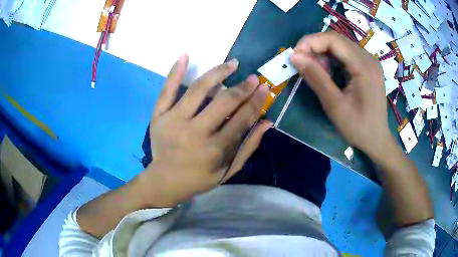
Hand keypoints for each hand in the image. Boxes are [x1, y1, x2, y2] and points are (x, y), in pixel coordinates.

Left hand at [137, 54, 270, 206]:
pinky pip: (167, 90)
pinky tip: (185, 55)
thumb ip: (248, 147)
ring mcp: (173, 121)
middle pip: (223, 102)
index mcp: (214, 150)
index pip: (242, 118)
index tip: (264, 87)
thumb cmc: (199, 179)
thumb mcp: (227, 171)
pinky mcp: (158, 116)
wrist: (164, 181)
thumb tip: (267, 121)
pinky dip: (175, 71)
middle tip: (253, 78)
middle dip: (242, 87)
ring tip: (232, 64)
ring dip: (218, 73)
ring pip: (198, 89)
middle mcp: (195, 132)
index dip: (256, 101)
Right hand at [290, 31, 392, 158]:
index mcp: (364, 66)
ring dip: (323, 54)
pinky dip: (332, 60)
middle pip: (337, 40)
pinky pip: (345, 55)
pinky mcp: (367, 67)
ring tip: (315, 71)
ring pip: (340, 47)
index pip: (333, 40)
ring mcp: (369, 62)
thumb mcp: (335, 105)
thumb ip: (315, 77)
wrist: (377, 140)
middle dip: (315, 47)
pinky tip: (327, 73)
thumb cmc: (358, 127)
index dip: (311, 42)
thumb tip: (293, 56)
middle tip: (302, 63)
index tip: (295, 55)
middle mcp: (368, 58)